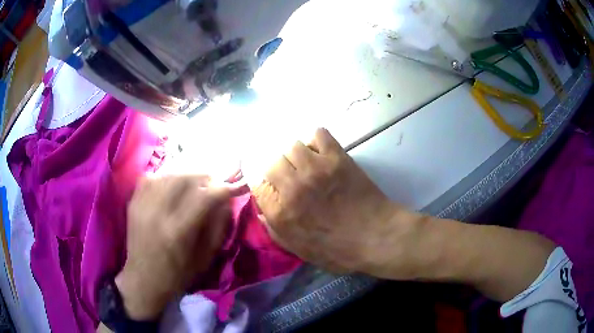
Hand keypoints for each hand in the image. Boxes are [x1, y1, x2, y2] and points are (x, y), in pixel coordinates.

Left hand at [115, 175, 234, 320]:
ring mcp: (142, 206)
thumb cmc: (178, 276)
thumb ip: (218, 227)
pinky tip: (172, 186)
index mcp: (178, 232)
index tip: (234, 187)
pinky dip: (165, 177)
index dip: (222, 188)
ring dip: (186, 175)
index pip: (204, 197)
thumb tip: (227, 201)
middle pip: (184, 178)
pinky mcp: (133, 204)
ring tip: (195, 182)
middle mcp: (158, 213)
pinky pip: (151, 178)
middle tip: (214, 183)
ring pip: (167, 174)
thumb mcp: (204, 259)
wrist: (144, 281)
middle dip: (204, 177)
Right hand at [253, 128, 423, 277]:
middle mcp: (293, 186)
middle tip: (290, 176)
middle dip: (277, 169)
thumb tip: (261, 210)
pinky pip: (318, 134)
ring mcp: (316, 169)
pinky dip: (315, 141)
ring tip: (306, 164)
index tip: (270, 186)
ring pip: (291, 145)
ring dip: (296, 155)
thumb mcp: (300, 251)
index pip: (256, 183)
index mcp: (281, 212)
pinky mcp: (337, 158)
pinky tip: (321, 153)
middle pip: (271, 161)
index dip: (262, 183)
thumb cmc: (339, 250)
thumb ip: (275, 231)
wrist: (377, 237)